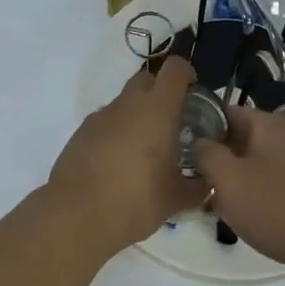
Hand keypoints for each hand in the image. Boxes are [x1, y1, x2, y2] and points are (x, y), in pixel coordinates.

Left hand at [46, 56, 205, 252]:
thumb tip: (207, 182)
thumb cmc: (136, 200)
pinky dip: (116, 133)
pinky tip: (118, 165)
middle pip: (147, 80)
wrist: (76, 216)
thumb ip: (198, 186)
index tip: (194, 93)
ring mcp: (100, 116)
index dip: (187, 74)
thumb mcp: (176, 198)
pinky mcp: (80, 133)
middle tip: (171, 124)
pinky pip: (106, 123)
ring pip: (124, 103)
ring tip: (144, 152)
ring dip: (137, 117)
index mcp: (157, 109)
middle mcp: (128, 104)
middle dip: (161, 94)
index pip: (175, 69)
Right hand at [194, 108, 284, 285]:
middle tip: (191, 179)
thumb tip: (200, 142)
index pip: (225, 111)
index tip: (179, 147)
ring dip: (234, 180)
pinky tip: (242, 217)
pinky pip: (271, 184)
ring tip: (213, 201)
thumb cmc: (277, 208)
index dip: (201, 125)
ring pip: (254, 163)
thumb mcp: (230, 179)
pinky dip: (255, 195)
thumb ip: (207, 154)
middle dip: (216, 157)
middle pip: (240, 138)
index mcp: (269, 124)